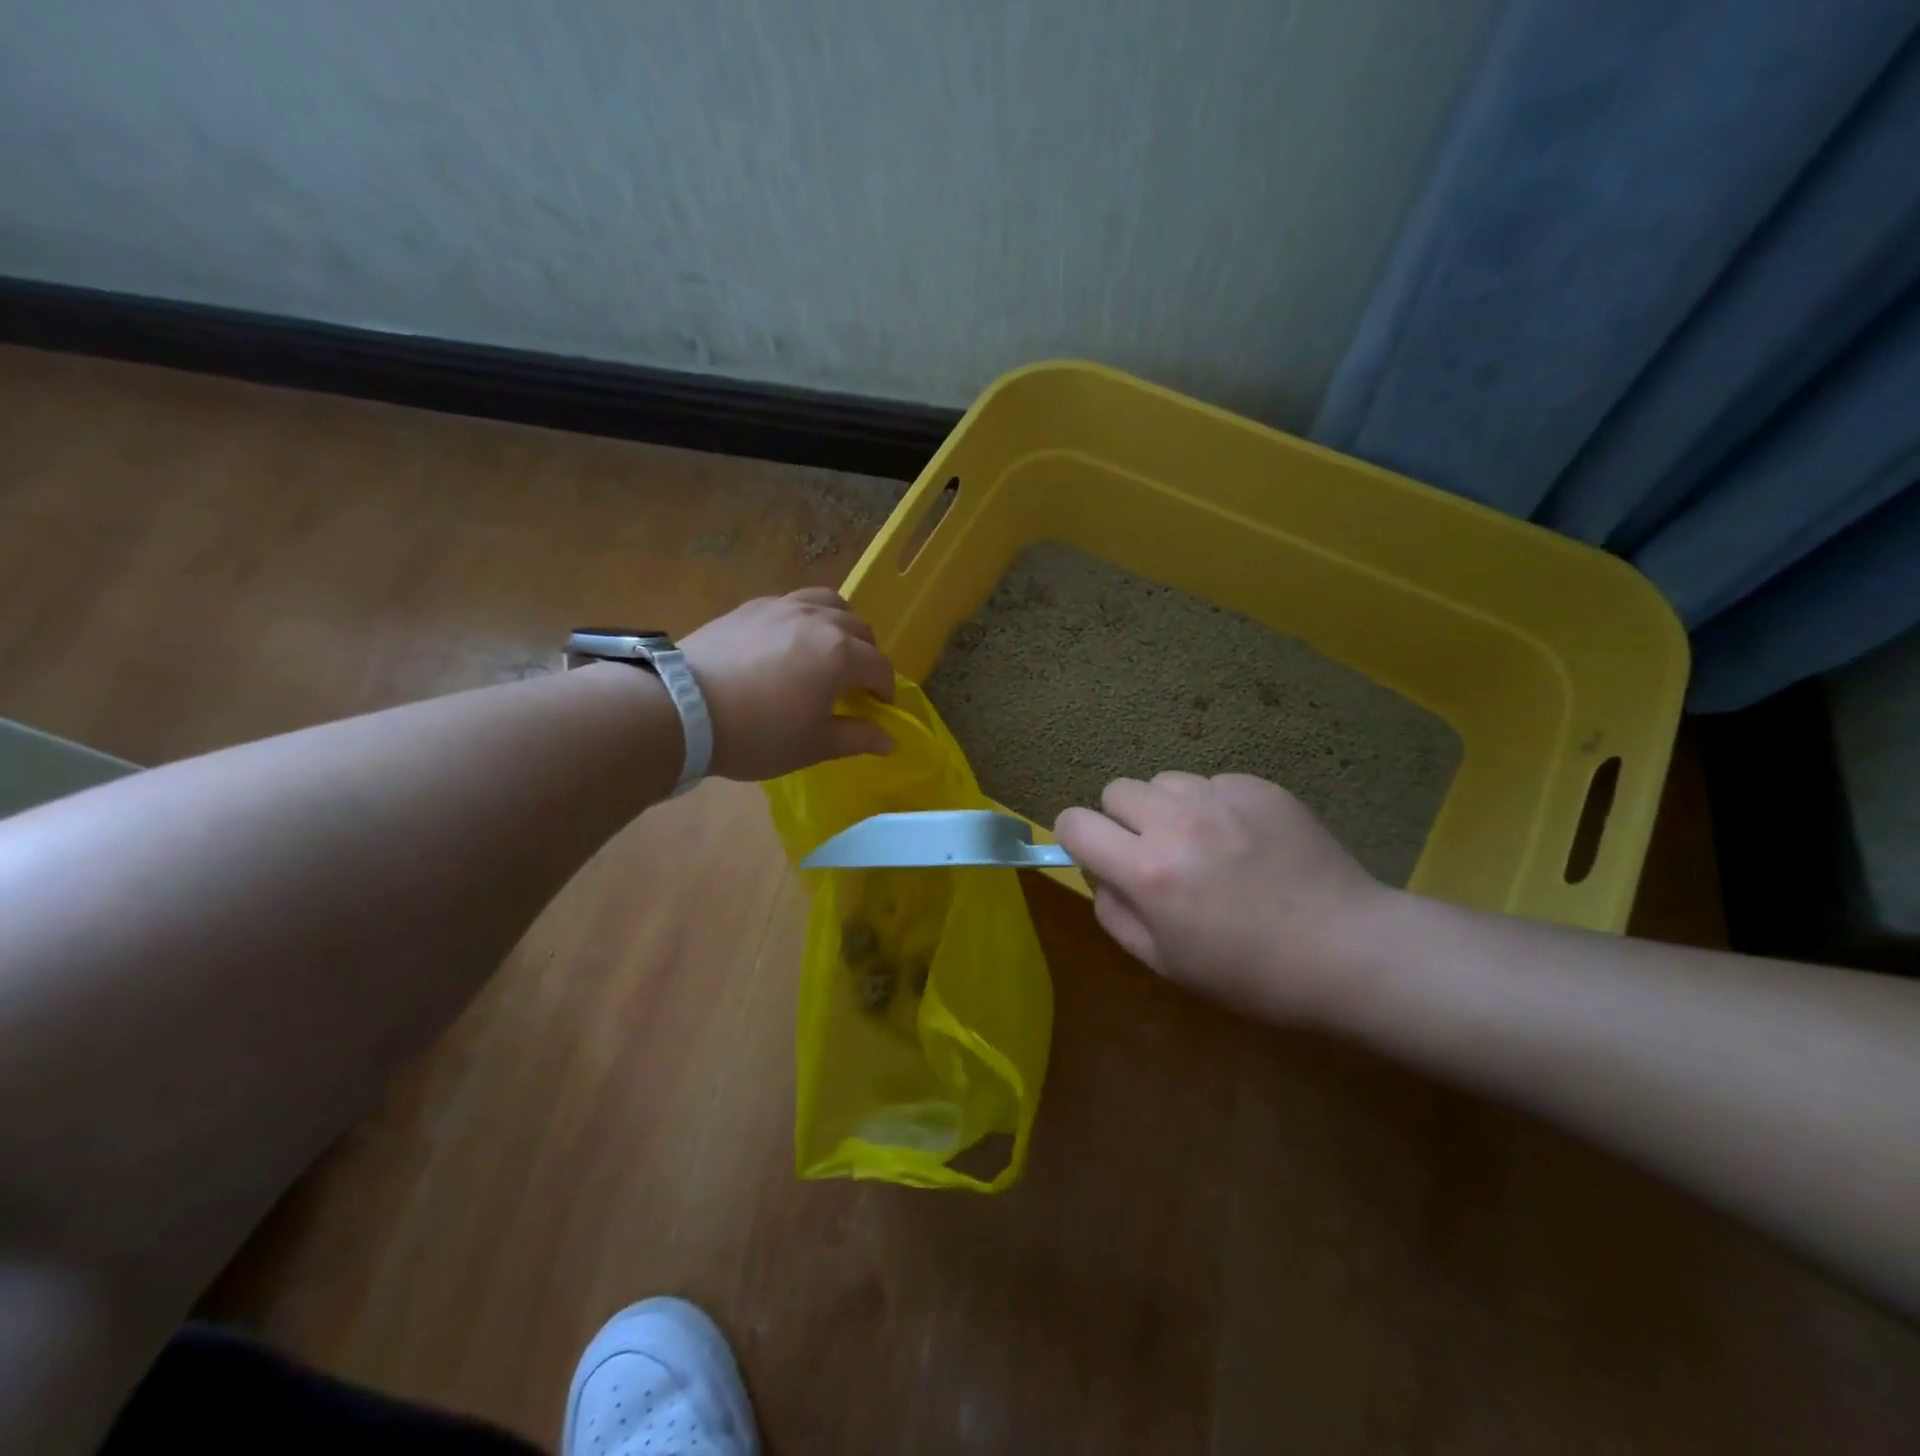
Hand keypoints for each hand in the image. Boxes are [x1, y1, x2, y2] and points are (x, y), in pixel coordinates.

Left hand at [678, 588, 894, 780]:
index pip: (880, 667)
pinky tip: (790, 642)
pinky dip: (806, 618)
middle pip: (860, 629)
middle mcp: (818, 620)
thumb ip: (857, 738)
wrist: (683, 710)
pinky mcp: (752, 607)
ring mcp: (783, 607)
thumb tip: (890, 741)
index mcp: (841, 654)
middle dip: (867, 656)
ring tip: (829, 649)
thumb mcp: (813, 745)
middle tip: (855, 684)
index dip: (886, 690)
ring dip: (841, 625)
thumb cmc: (758, 734)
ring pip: (829, 603)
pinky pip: (793, 602)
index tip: (879, 709)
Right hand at [1054, 772, 1394, 1025]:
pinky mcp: (1259, 787)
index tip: (1099, 856)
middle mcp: (1176, 821)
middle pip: (1116, 790)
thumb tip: (1099, 874)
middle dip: (1122, 819)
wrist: (1348, 949)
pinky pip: (1212, 782)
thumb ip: (1114, 913)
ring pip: (1164, 780)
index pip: (1074, 822)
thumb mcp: (1165, 963)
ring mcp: (1221, 797)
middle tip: (1155, 853)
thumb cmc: (1251, 973)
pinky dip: (1214, 805)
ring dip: (1168, 808)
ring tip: (1204, 843)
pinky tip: (1245, 839)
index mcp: (1147, 870)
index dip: (1076, 838)